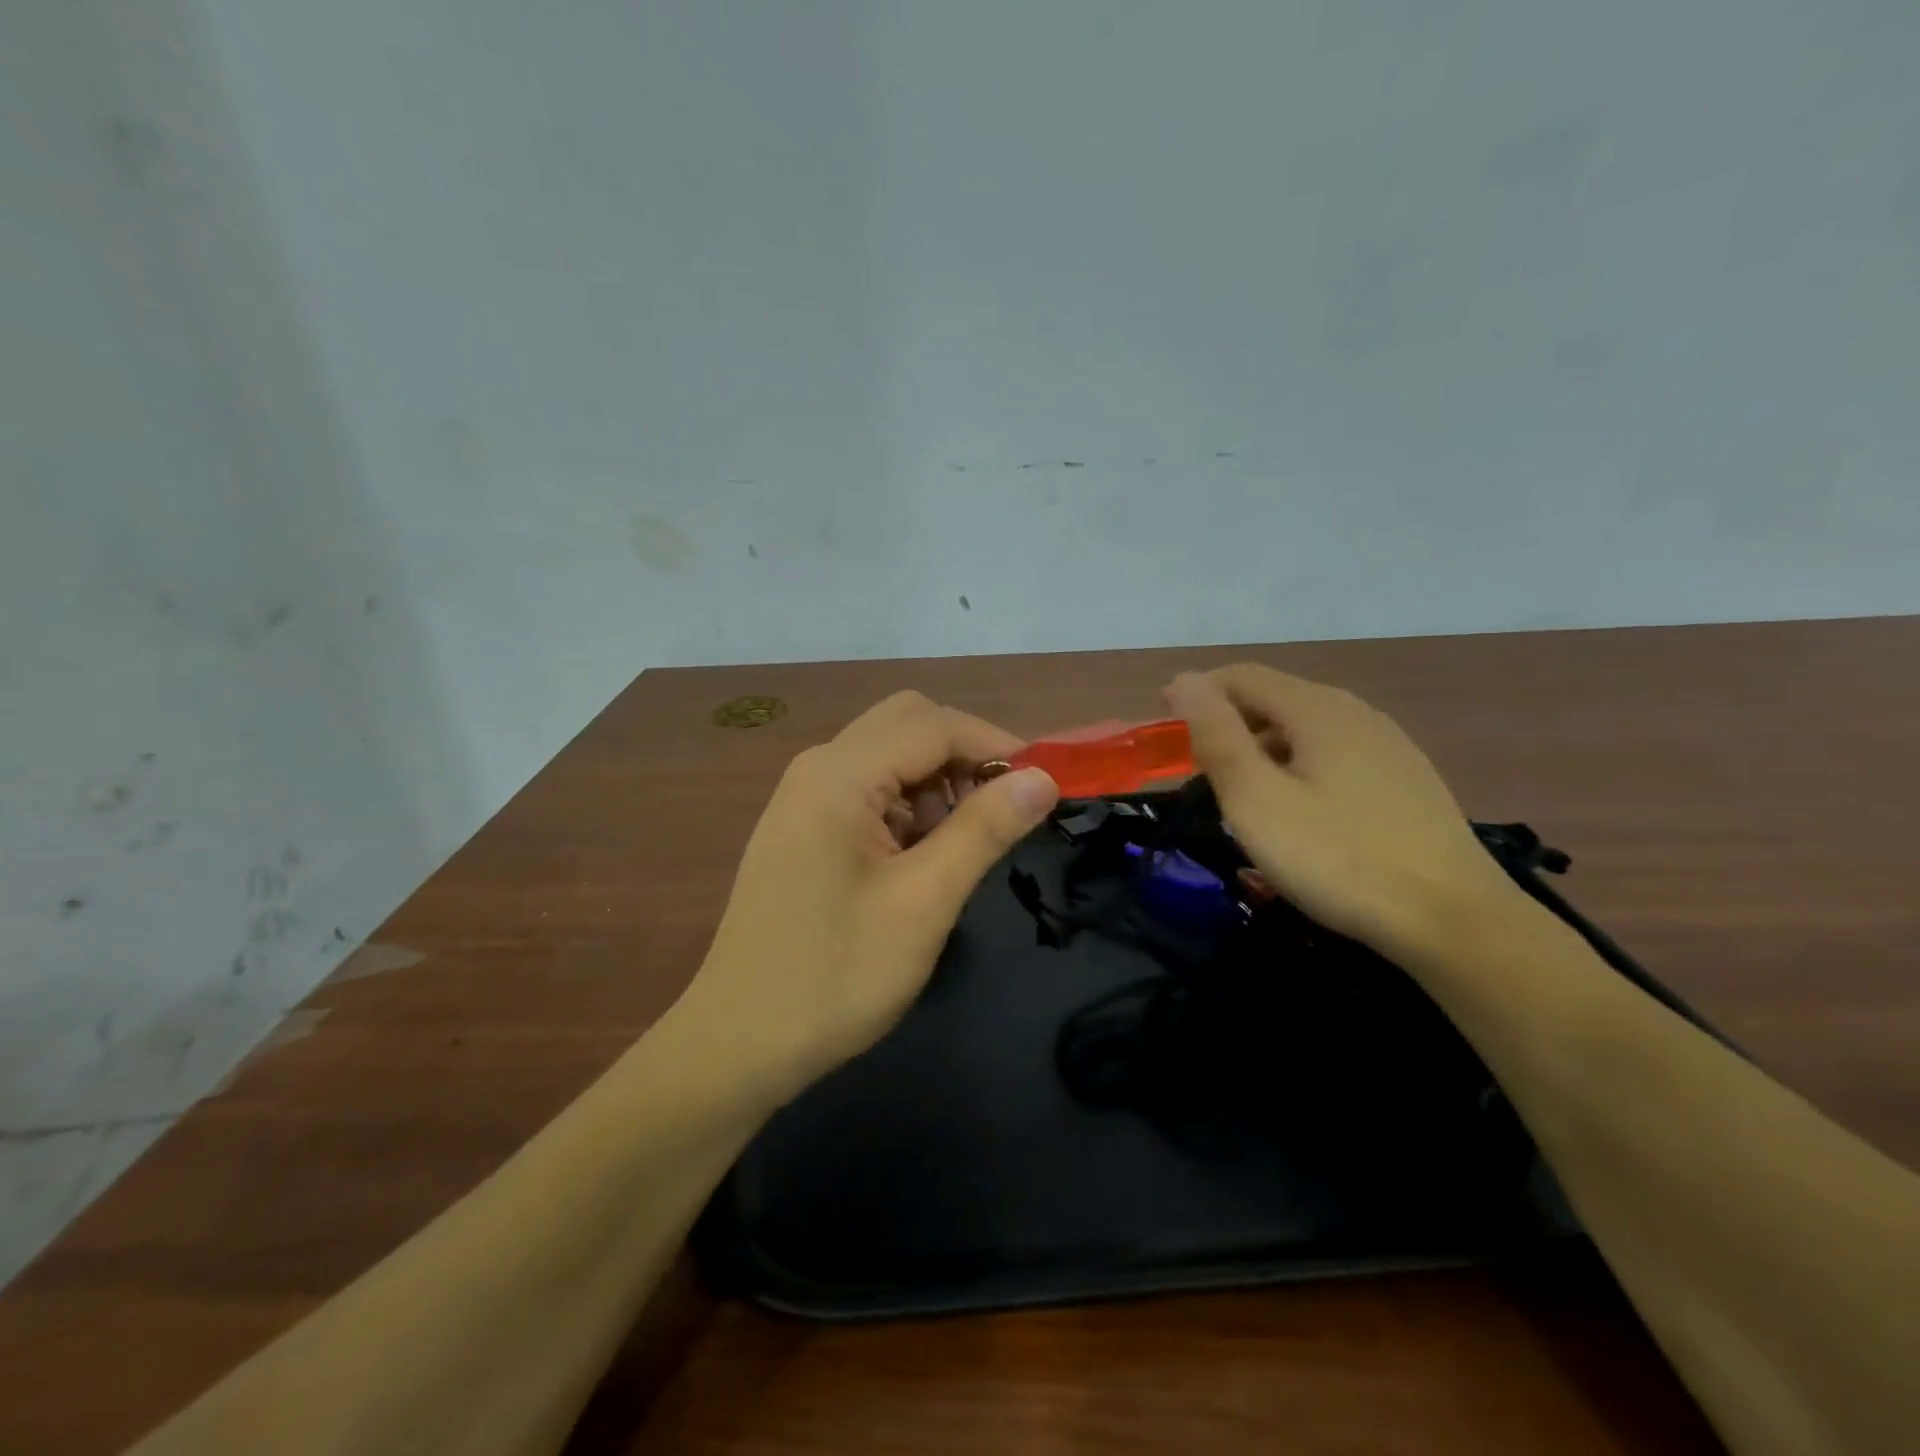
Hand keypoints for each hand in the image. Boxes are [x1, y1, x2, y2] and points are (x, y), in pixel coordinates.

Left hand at [679, 691, 1058, 1098]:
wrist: (739, 1043)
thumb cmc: (835, 976)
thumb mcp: (923, 903)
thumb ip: (984, 830)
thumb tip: (1044, 778)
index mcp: (840, 775)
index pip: (935, 724)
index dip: (997, 746)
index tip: (1045, 787)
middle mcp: (817, 767)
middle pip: (908, 723)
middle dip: (965, 755)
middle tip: (1002, 811)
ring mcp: (804, 795)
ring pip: (889, 753)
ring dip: (938, 780)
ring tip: (960, 845)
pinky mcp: (803, 825)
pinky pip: (868, 786)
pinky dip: (909, 803)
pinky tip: (919, 856)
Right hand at [1164, 665, 1516, 958]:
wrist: (1452, 919)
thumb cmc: (1337, 857)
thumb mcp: (1256, 799)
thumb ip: (1216, 736)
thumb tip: (1183, 682)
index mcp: (1316, 709)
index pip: (1242, 677)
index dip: (1197, 692)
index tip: (1163, 724)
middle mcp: (1354, 712)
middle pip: (1275, 697)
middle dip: (1228, 721)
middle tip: (1198, 766)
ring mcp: (1388, 744)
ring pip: (1305, 727)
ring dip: (1261, 745)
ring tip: (1241, 790)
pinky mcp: (1405, 778)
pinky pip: (1333, 752)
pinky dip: (1297, 764)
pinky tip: (1298, 807)